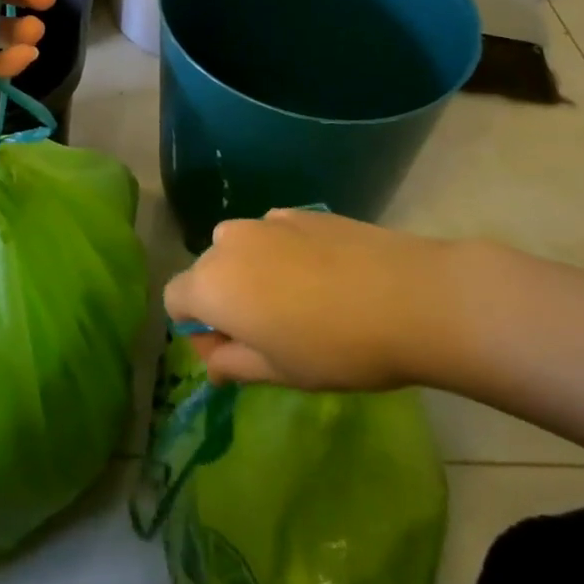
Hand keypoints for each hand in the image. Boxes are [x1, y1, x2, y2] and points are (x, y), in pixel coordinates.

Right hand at [162, 208, 469, 391]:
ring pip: (239, 249)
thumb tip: (212, 363)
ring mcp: (264, 221)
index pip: (174, 300)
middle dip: (223, 300)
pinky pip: (272, 235)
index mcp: (212, 284)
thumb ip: (233, 364)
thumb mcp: (279, 372)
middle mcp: (227, 242)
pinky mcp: (299, 211)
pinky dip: (281, 254)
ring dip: (251, 274)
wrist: (409, 297)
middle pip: (206, 272)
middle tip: (268, 333)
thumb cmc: (335, 348)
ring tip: (298, 302)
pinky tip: (324, 277)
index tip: (232, 352)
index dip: (195, 329)